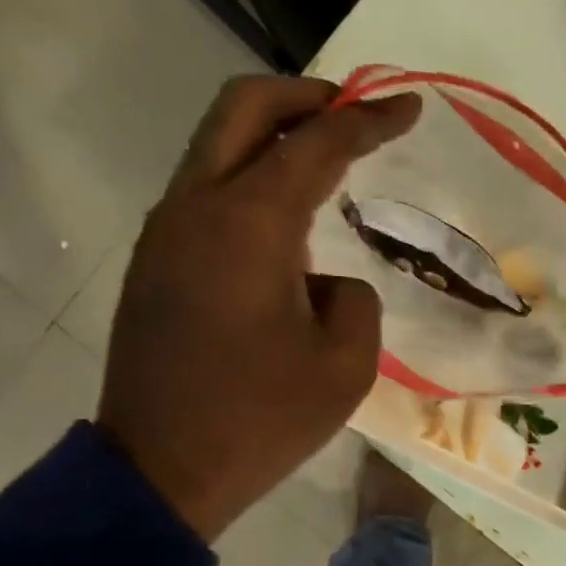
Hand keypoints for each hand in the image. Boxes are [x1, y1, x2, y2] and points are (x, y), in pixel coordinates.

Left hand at [96, 75, 419, 540]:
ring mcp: (166, 232)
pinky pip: (206, 192)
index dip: (369, 120)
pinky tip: (285, 221)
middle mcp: (197, 208)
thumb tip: (324, 281)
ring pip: (216, 146)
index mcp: (249, 225)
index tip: (410, 105)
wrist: (162, 470)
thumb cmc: (262, 420)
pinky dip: (249, 178)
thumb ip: (354, 298)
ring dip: (273, 136)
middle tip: (354, 112)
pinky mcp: (155, 262)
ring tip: (326, 161)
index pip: (317, 144)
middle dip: (305, 95)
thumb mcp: (346, 365)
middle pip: (243, 108)